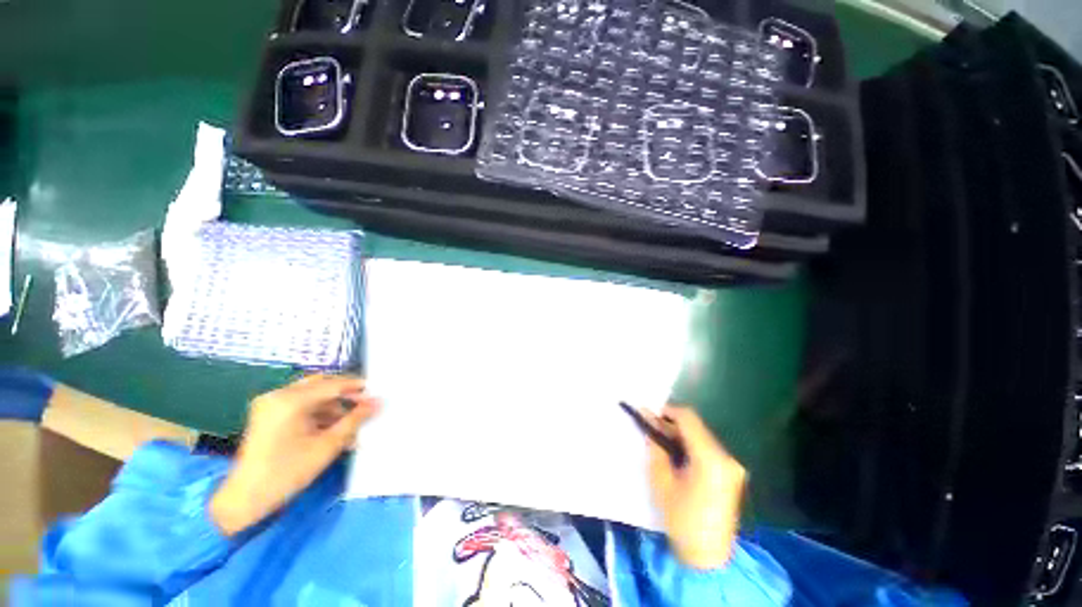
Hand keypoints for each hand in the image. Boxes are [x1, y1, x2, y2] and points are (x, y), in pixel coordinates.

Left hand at [209, 375, 378, 535]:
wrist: (245, 499)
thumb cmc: (287, 472)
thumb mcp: (327, 446)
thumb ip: (355, 420)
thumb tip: (377, 403)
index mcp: (289, 400)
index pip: (332, 385)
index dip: (357, 388)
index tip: (377, 393)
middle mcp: (278, 395)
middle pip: (321, 385)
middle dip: (345, 395)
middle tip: (364, 405)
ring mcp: (270, 404)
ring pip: (312, 396)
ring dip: (334, 407)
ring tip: (351, 425)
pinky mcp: (268, 414)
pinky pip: (301, 406)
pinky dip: (319, 414)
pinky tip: (334, 430)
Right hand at [645, 404, 746, 569]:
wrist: (709, 558)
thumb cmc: (681, 520)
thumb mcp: (661, 482)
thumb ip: (656, 448)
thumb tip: (649, 425)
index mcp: (710, 459)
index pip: (688, 418)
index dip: (666, 411)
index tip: (648, 415)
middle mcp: (726, 457)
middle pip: (696, 426)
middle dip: (671, 424)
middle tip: (651, 430)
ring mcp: (731, 465)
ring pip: (701, 436)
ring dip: (680, 435)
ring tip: (661, 444)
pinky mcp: (731, 473)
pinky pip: (707, 448)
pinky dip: (690, 446)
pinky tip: (677, 456)